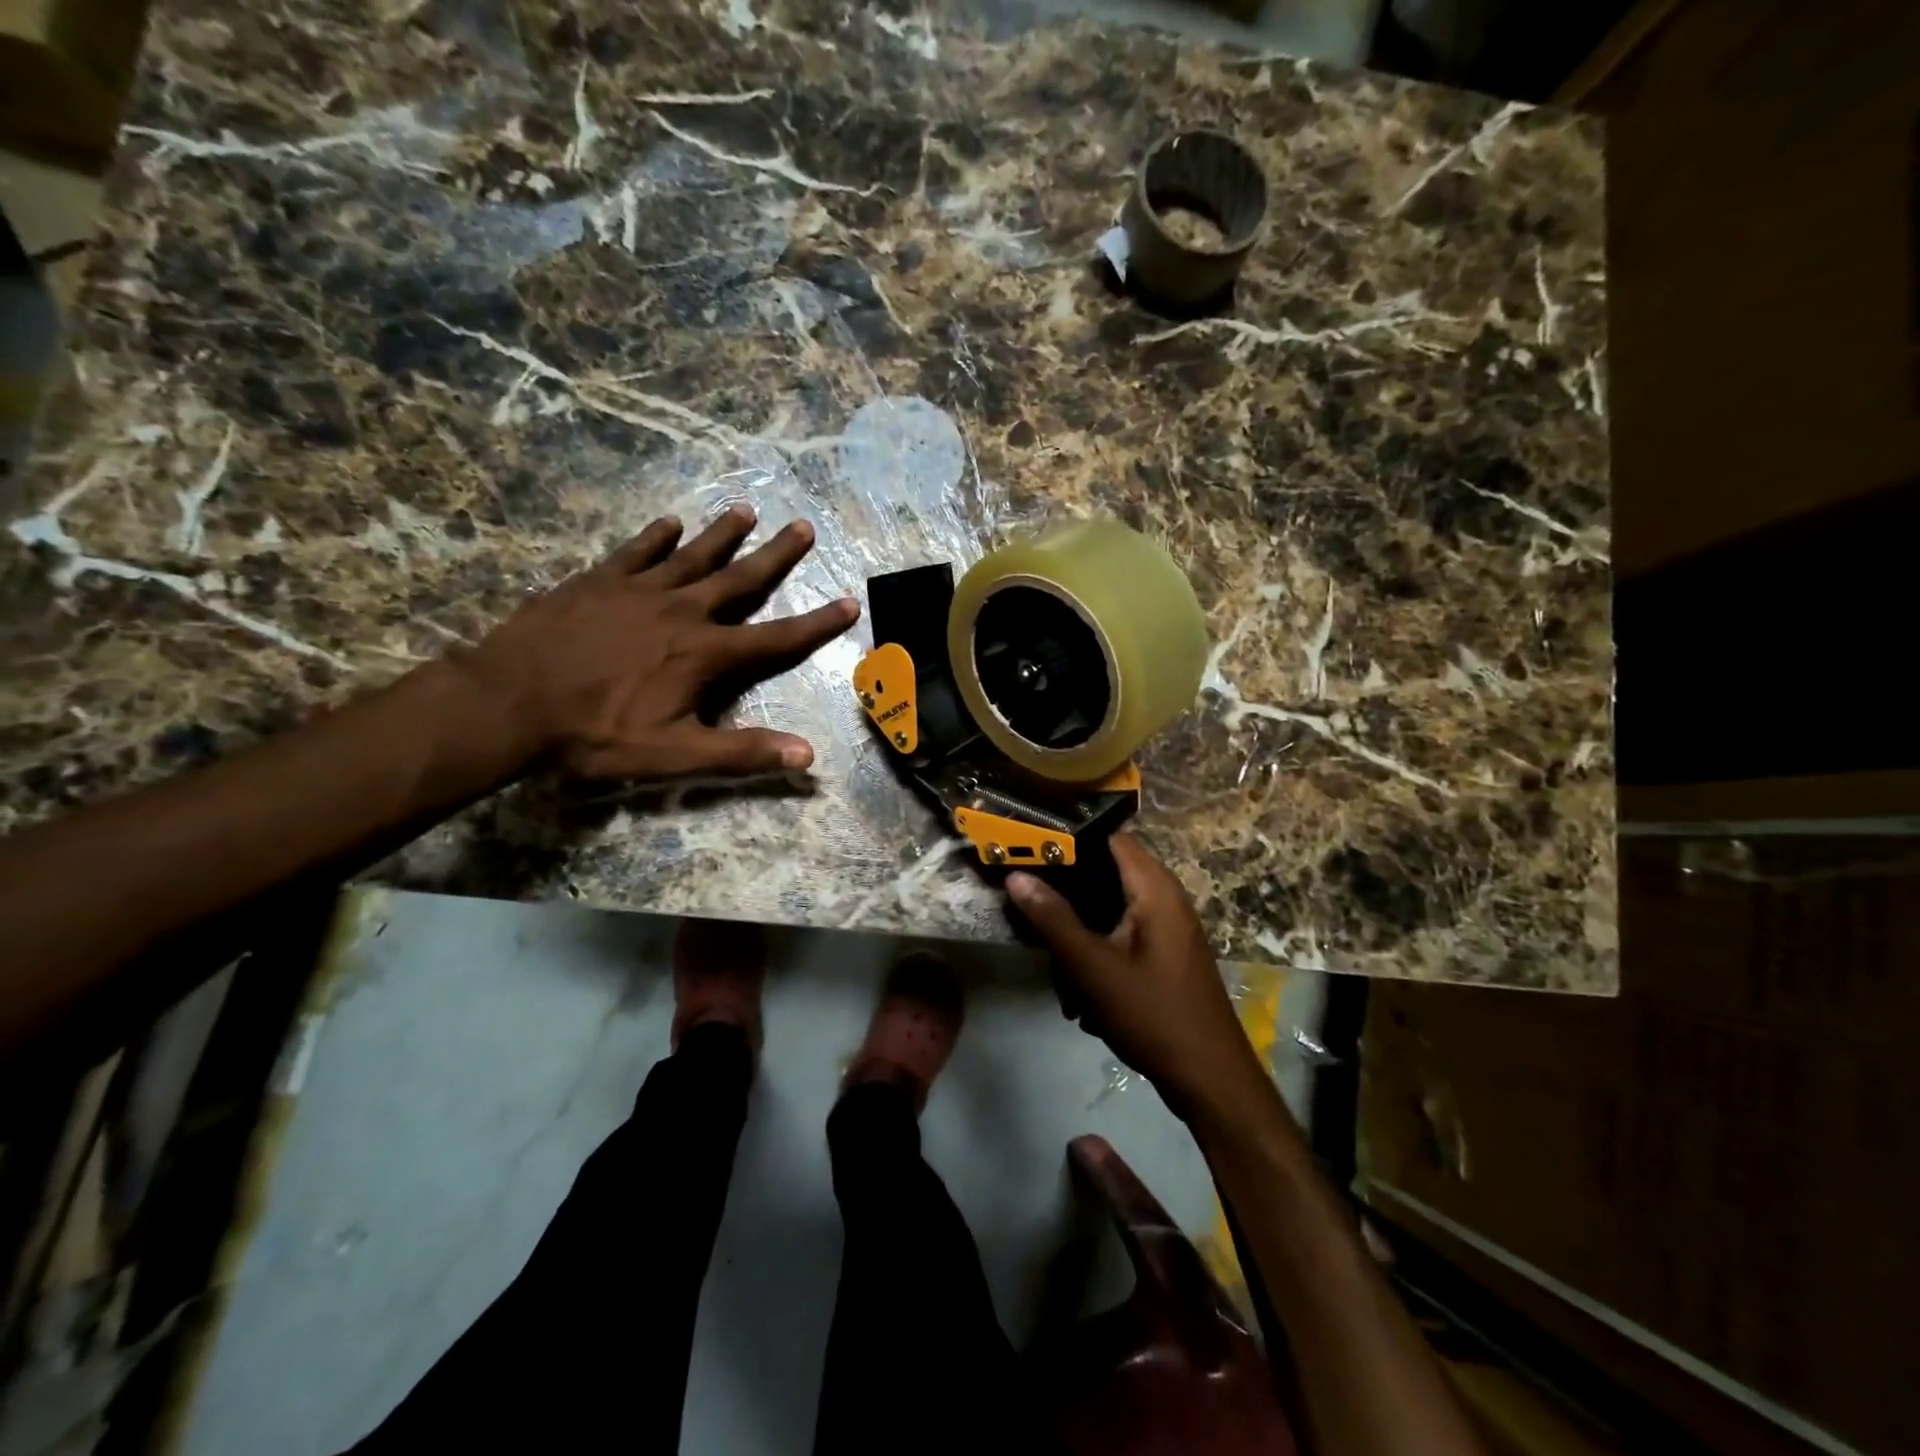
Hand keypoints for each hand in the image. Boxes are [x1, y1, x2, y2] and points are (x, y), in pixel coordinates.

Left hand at [459, 506, 858, 779]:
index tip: (849, 602)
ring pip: (692, 555)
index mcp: (705, 654)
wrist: (507, 702)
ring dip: (723, 534)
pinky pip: (636, 551)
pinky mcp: (597, 582)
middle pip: (740, 578)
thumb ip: (742, 753)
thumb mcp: (675, 755)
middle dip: (776, 555)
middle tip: (804, 527)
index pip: (776, 638)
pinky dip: (657, 536)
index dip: (817, 623)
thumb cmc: (596, 734)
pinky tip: (669, 523)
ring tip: (747, 511)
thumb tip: (808, 756)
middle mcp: (682, 612)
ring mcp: (638, 591)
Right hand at [1007, 834, 1264, 1119]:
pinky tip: (1081, 997)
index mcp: (1155, 888)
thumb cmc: (1153, 1015)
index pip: (1107, 836)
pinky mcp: (1162, 953)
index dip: (1066, 838)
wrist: (1209, 1079)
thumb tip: (1017, 877)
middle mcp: (1164, 897)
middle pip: (1103, 874)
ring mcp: (1165, 927)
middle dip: (1066, 897)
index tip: (1026, 849)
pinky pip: (1119, 937)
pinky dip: (1096, 957)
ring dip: (1077, 937)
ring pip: (1107, 911)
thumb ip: (1053, 919)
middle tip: (1030, 912)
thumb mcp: (1093, 968)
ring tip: (1058, 972)